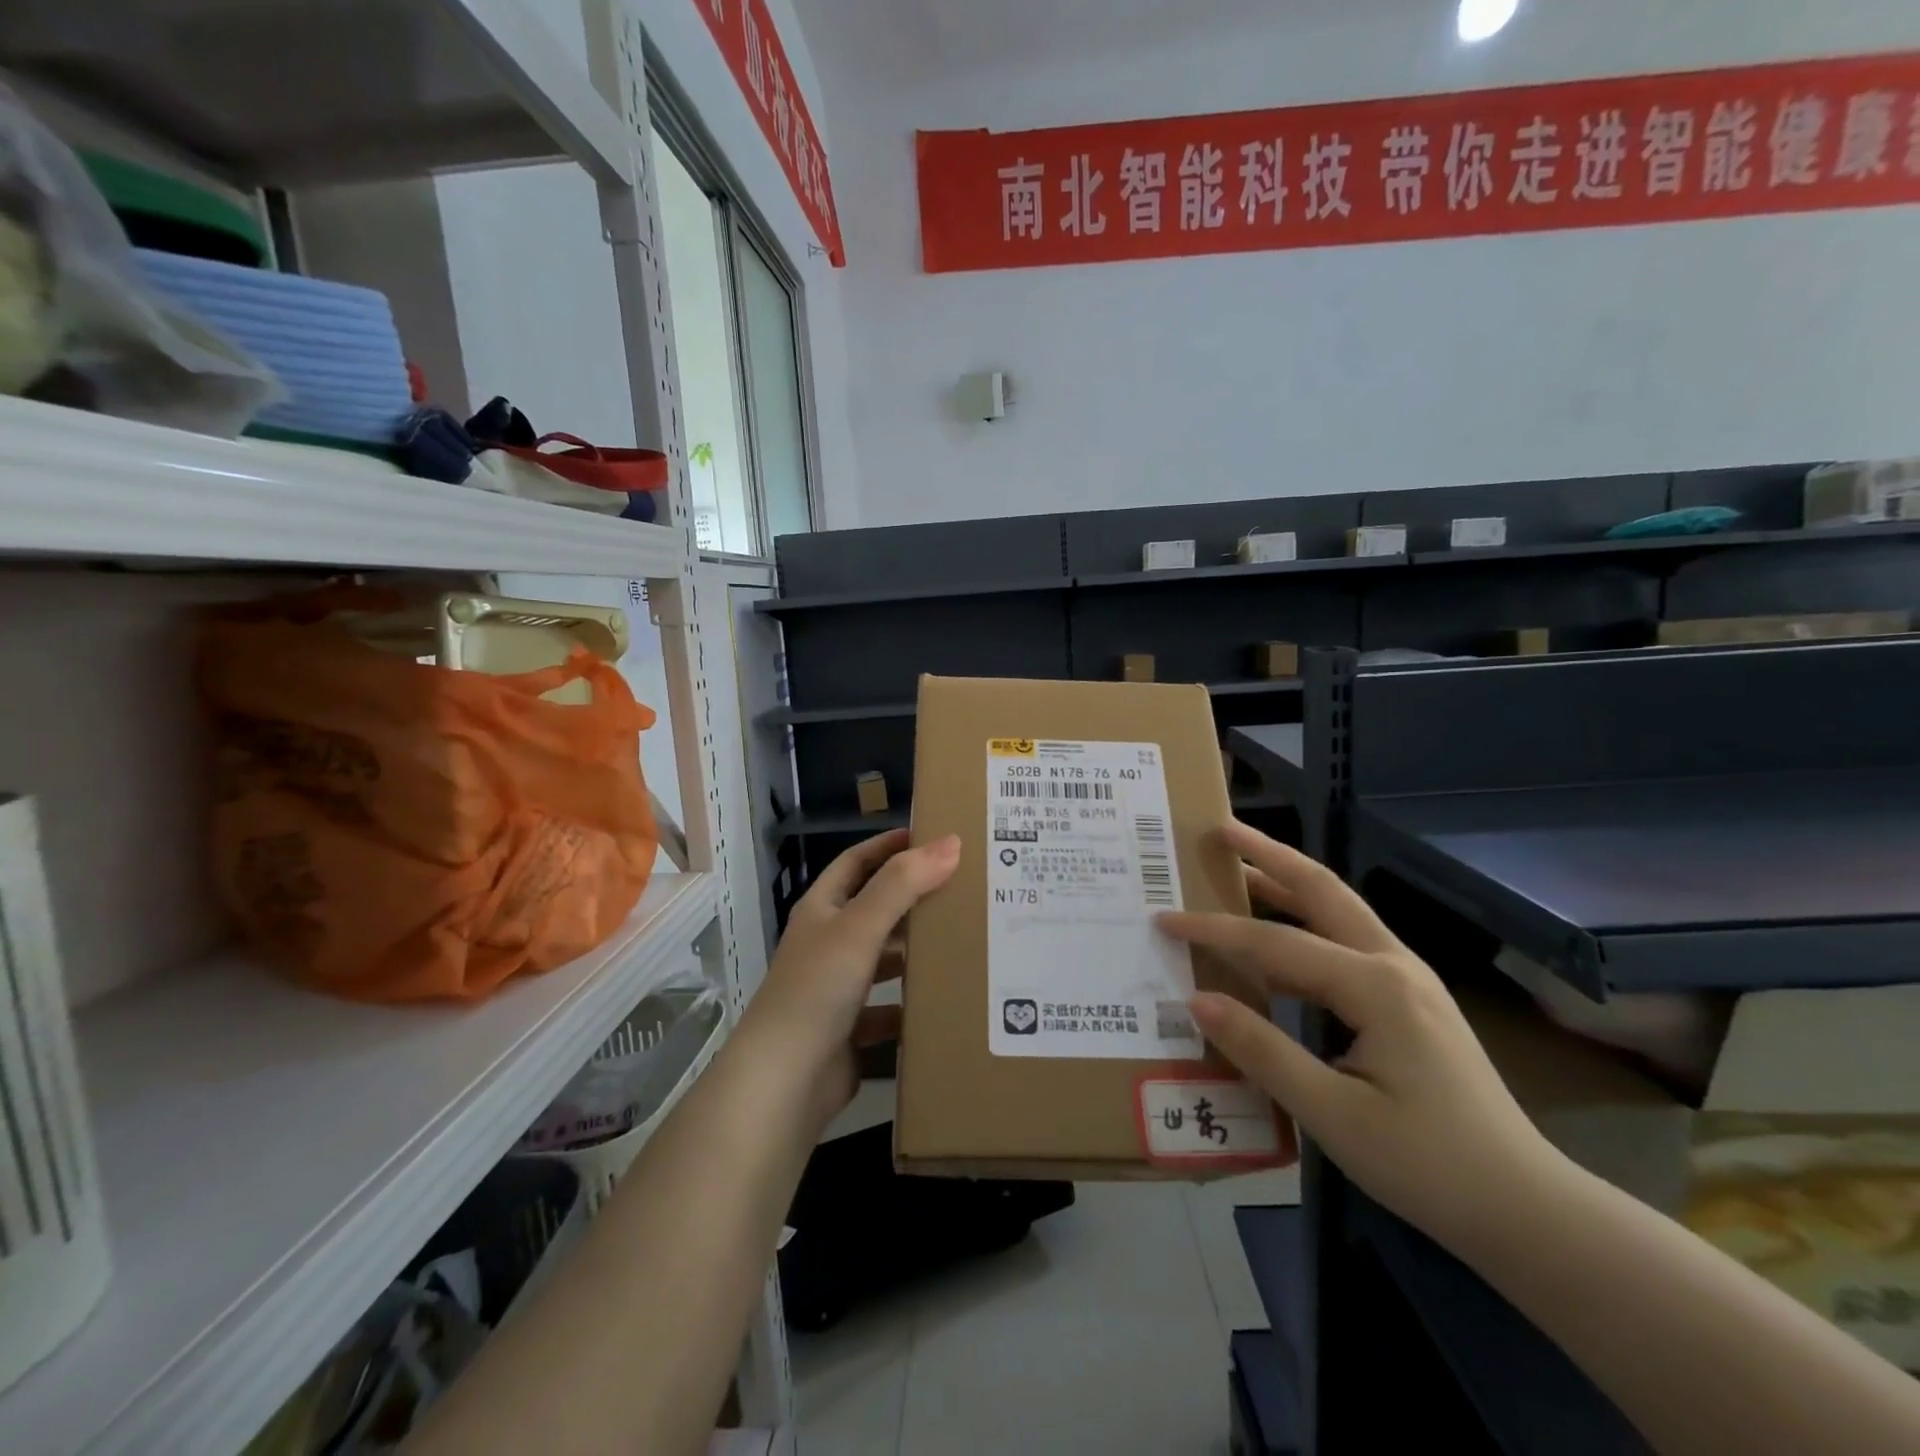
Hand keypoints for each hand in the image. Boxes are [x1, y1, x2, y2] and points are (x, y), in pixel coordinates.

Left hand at [740, 829, 959, 1129]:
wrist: (784, 1082)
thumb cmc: (817, 989)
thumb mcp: (860, 927)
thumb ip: (903, 884)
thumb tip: (950, 843)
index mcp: (821, 911)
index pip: (857, 862)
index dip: (889, 846)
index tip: (933, 838)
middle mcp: (827, 943)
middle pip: (875, 909)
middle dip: (913, 899)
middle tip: (963, 889)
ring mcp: (836, 988)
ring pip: (884, 959)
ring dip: (915, 951)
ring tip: (962, 941)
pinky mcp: (849, 1028)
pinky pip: (888, 1008)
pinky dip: (911, 1004)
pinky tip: (943, 1000)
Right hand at [1158, 822, 1561, 1255]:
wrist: (1526, 1209)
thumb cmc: (1428, 1163)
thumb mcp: (1333, 1115)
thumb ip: (1262, 1050)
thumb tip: (1197, 999)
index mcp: (1376, 986)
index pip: (1276, 942)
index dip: (1215, 929)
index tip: (1164, 918)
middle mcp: (1393, 965)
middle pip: (1321, 890)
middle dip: (1269, 854)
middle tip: (1220, 830)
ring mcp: (1406, 980)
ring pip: (1337, 912)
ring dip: (1286, 884)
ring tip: (1237, 869)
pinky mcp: (1408, 1002)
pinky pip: (1344, 946)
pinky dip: (1302, 927)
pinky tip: (1275, 944)